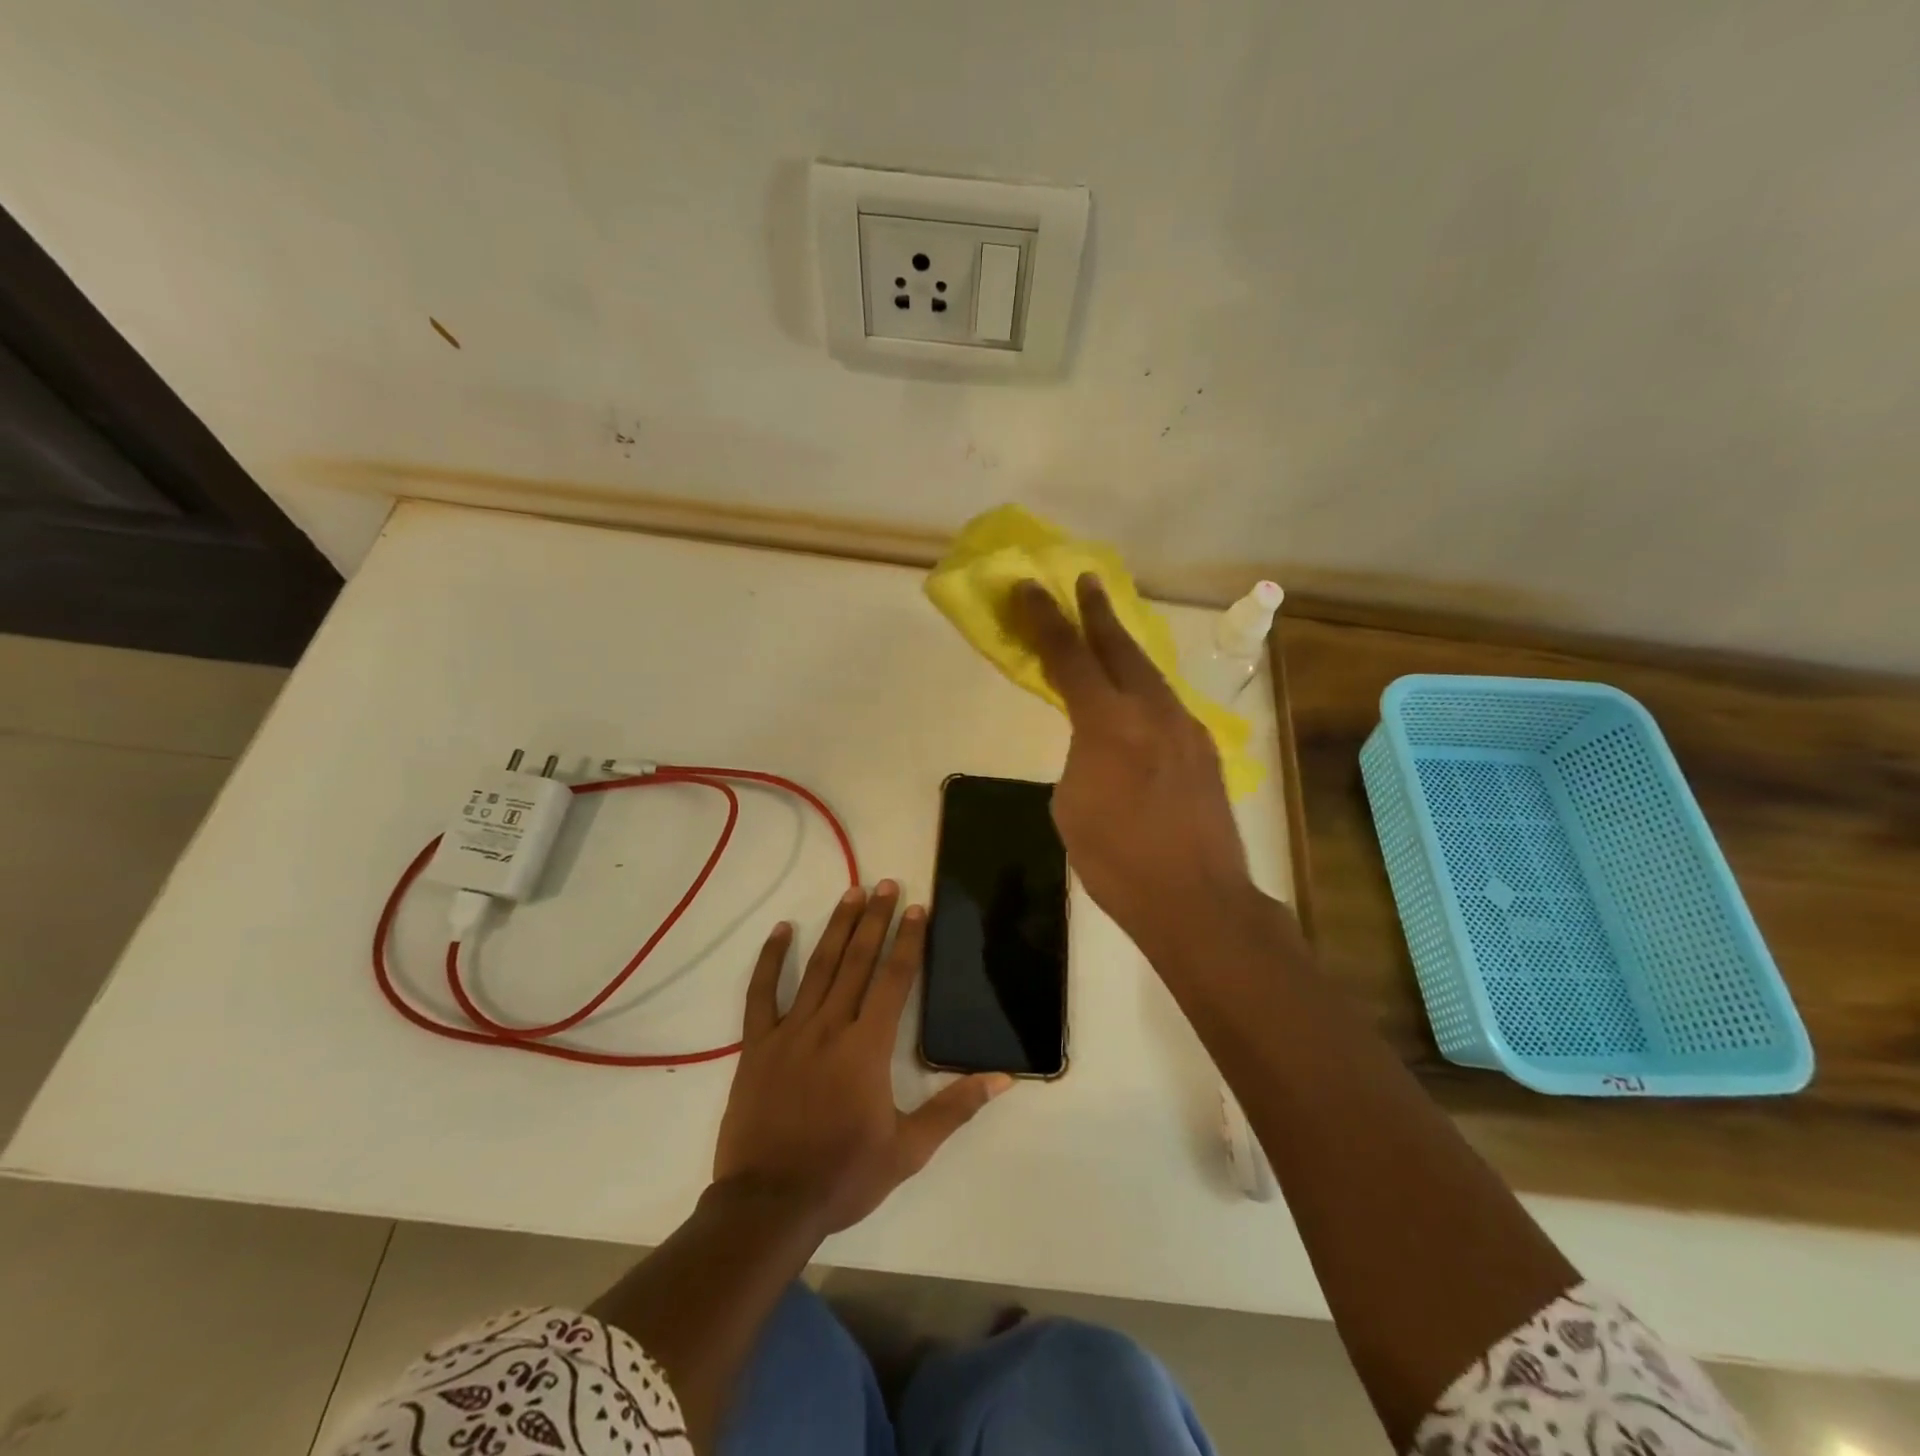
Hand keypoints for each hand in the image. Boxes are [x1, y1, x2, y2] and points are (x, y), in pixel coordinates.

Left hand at [713, 882, 1011, 1237]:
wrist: (769, 1204)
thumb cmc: (843, 1175)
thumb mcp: (908, 1150)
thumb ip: (954, 1108)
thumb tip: (1002, 1078)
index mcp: (868, 1047)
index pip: (893, 980)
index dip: (908, 941)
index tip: (916, 908)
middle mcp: (831, 1027)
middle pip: (858, 961)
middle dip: (875, 919)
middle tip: (886, 883)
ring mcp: (790, 1032)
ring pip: (818, 967)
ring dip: (837, 928)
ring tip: (851, 892)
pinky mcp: (758, 1045)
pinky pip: (762, 994)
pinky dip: (772, 960)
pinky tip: (783, 930)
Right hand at [1012, 575, 1255, 956]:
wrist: (1196, 900)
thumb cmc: (1116, 861)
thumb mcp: (1071, 805)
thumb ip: (1079, 757)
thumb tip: (1095, 743)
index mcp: (1107, 724)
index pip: (1069, 657)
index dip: (1046, 620)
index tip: (1030, 588)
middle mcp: (1151, 712)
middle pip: (1119, 648)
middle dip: (1096, 612)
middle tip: (1084, 581)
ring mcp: (1185, 728)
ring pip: (1149, 674)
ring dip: (1124, 648)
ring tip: (1108, 631)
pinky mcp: (1205, 750)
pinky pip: (1167, 704)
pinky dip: (1145, 689)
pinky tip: (1138, 698)